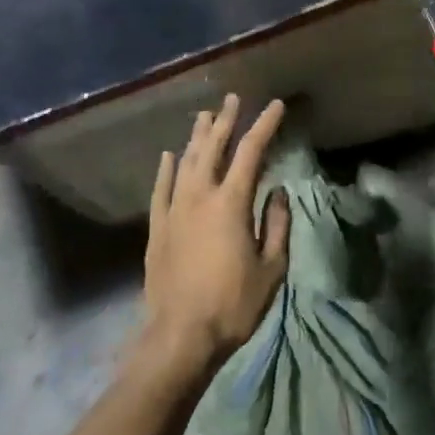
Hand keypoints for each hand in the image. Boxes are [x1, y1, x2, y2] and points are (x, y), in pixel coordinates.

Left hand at [141, 95, 290, 376]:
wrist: (180, 336)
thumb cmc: (233, 304)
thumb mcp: (272, 268)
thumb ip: (277, 225)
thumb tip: (277, 191)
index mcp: (231, 202)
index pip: (251, 152)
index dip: (264, 125)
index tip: (274, 105)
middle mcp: (200, 196)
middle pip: (212, 147)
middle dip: (225, 120)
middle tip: (231, 99)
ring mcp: (174, 209)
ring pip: (185, 162)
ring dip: (196, 137)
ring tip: (204, 116)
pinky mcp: (157, 227)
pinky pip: (161, 188)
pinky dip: (166, 168)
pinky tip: (169, 155)